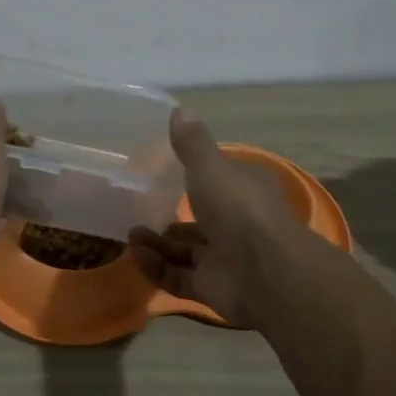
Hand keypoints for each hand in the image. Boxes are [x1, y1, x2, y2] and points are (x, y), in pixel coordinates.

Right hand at [129, 108, 307, 327]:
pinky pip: (178, 276)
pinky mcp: (212, 287)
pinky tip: (136, 255)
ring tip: (130, 235)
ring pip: (185, 250)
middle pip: (198, 219)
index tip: (162, 174)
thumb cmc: (238, 208)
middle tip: (136, 211)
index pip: (217, 180)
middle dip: (167, 217)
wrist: (264, 271)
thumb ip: (192, 143)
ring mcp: (224, 258)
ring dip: (156, 243)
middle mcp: (236, 223)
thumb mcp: (210, 167)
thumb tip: (179, 109)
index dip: (194, 177)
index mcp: (243, 190)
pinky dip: (156, 267)